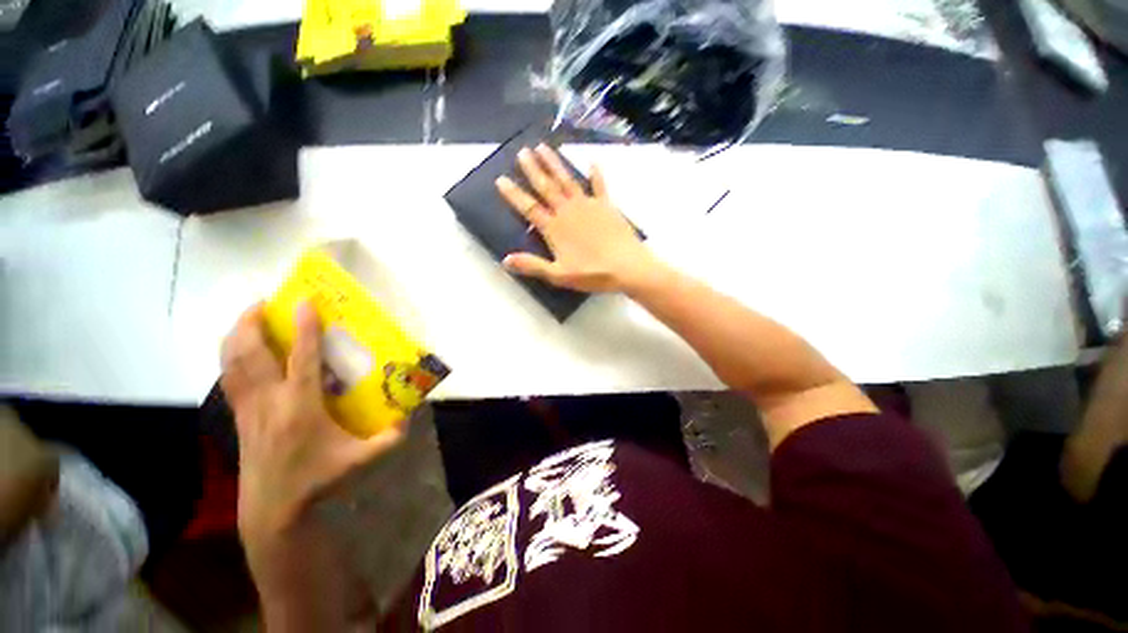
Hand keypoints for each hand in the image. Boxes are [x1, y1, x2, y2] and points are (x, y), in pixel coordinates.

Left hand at [220, 302, 402, 554]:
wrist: (273, 508)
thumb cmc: (318, 479)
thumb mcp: (362, 459)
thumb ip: (390, 437)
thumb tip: (409, 413)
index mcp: (302, 406)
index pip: (301, 358)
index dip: (304, 327)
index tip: (304, 301)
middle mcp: (270, 400)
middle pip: (251, 353)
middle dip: (252, 322)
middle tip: (264, 303)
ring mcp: (250, 408)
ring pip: (232, 363)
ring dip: (236, 335)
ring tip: (248, 318)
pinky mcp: (240, 417)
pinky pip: (229, 378)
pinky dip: (230, 357)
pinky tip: (240, 351)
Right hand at [495, 144, 657, 292]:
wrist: (627, 267)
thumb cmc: (592, 273)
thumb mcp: (559, 275)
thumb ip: (533, 265)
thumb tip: (505, 260)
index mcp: (555, 228)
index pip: (529, 208)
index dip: (514, 194)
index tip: (501, 179)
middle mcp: (568, 211)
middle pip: (547, 187)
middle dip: (533, 169)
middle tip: (522, 151)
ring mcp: (588, 205)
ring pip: (567, 180)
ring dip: (554, 164)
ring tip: (543, 146)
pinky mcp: (606, 205)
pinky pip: (599, 185)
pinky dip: (596, 174)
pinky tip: (592, 162)